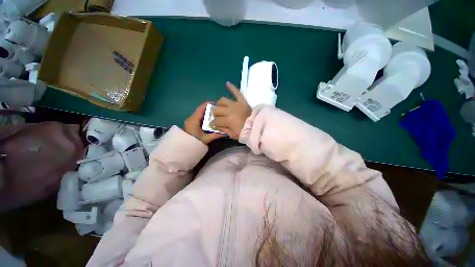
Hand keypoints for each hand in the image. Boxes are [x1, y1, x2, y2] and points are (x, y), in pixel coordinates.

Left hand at [184, 102, 224, 143]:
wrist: (183, 148)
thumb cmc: (194, 142)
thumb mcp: (206, 139)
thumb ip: (215, 135)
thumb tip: (225, 132)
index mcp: (194, 120)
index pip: (201, 108)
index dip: (209, 104)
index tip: (217, 104)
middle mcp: (191, 118)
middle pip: (201, 109)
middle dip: (210, 109)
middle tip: (219, 111)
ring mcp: (191, 120)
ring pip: (200, 113)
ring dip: (207, 113)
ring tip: (216, 115)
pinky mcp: (191, 123)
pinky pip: (199, 117)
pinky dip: (205, 117)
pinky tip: (211, 120)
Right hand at [211, 82, 251, 139]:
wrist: (256, 127)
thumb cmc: (244, 132)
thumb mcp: (232, 135)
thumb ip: (223, 129)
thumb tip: (216, 125)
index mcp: (227, 120)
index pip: (216, 121)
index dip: (214, 124)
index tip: (214, 125)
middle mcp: (230, 111)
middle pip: (217, 110)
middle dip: (215, 115)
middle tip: (219, 118)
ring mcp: (236, 104)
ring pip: (222, 100)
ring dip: (220, 104)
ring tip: (221, 107)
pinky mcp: (242, 101)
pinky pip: (237, 92)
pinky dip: (232, 88)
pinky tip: (227, 83)